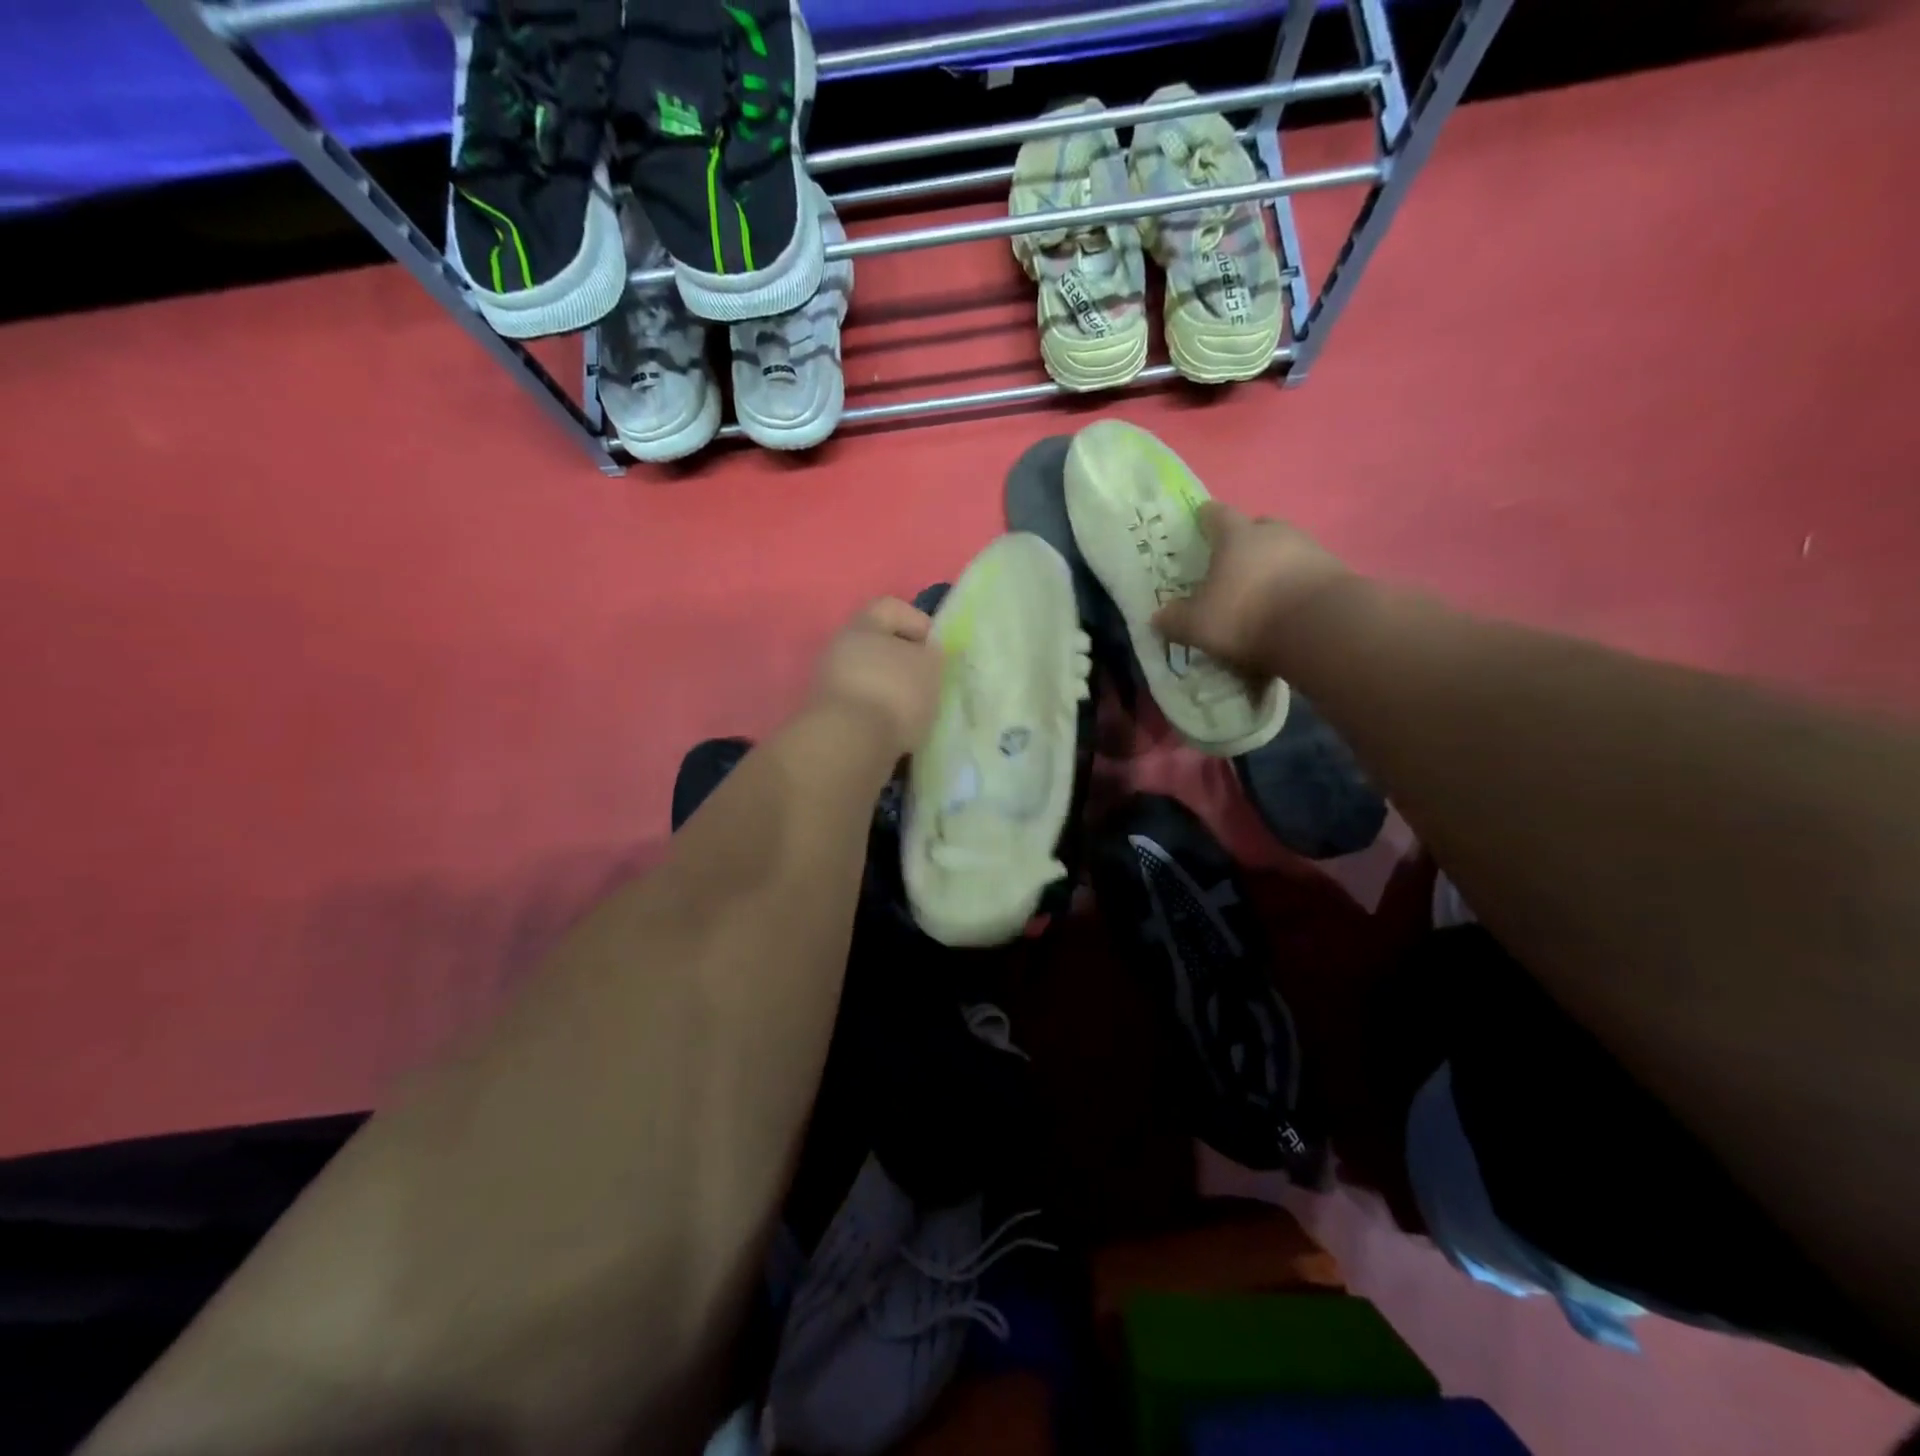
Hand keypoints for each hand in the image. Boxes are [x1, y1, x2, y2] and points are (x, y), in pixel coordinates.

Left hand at [807, 597, 945, 757]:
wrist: (850, 744)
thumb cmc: (895, 692)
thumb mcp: (930, 666)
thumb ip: (932, 654)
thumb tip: (924, 655)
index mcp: (862, 625)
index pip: (891, 607)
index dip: (918, 621)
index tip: (936, 647)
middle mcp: (840, 648)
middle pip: (879, 644)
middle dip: (906, 660)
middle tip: (929, 680)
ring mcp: (830, 683)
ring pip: (872, 677)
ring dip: (894, 690)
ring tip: (917, 710)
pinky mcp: (830, 716)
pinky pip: (864, 704)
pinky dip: (881, 713)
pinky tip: (898, 728)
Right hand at [1152, 502, 1351, 673]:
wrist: (1320, 627)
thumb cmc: (1247, 616)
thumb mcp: (1198, 625)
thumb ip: (1175, 619)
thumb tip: (1158, 616)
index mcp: (1236, 536)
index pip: (1217, 515)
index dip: (1206, 517)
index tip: (1200, 519)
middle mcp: (1274, 532)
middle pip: (1257, 526)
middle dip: (1245, 540)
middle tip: (1232, 561)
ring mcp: (1310, 548)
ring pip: (1285, 548)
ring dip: (1273, 563)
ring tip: (1262, 590)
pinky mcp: (1335, 572)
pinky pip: (1307, 571)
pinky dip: (1295, 583)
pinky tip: (1288, 606)